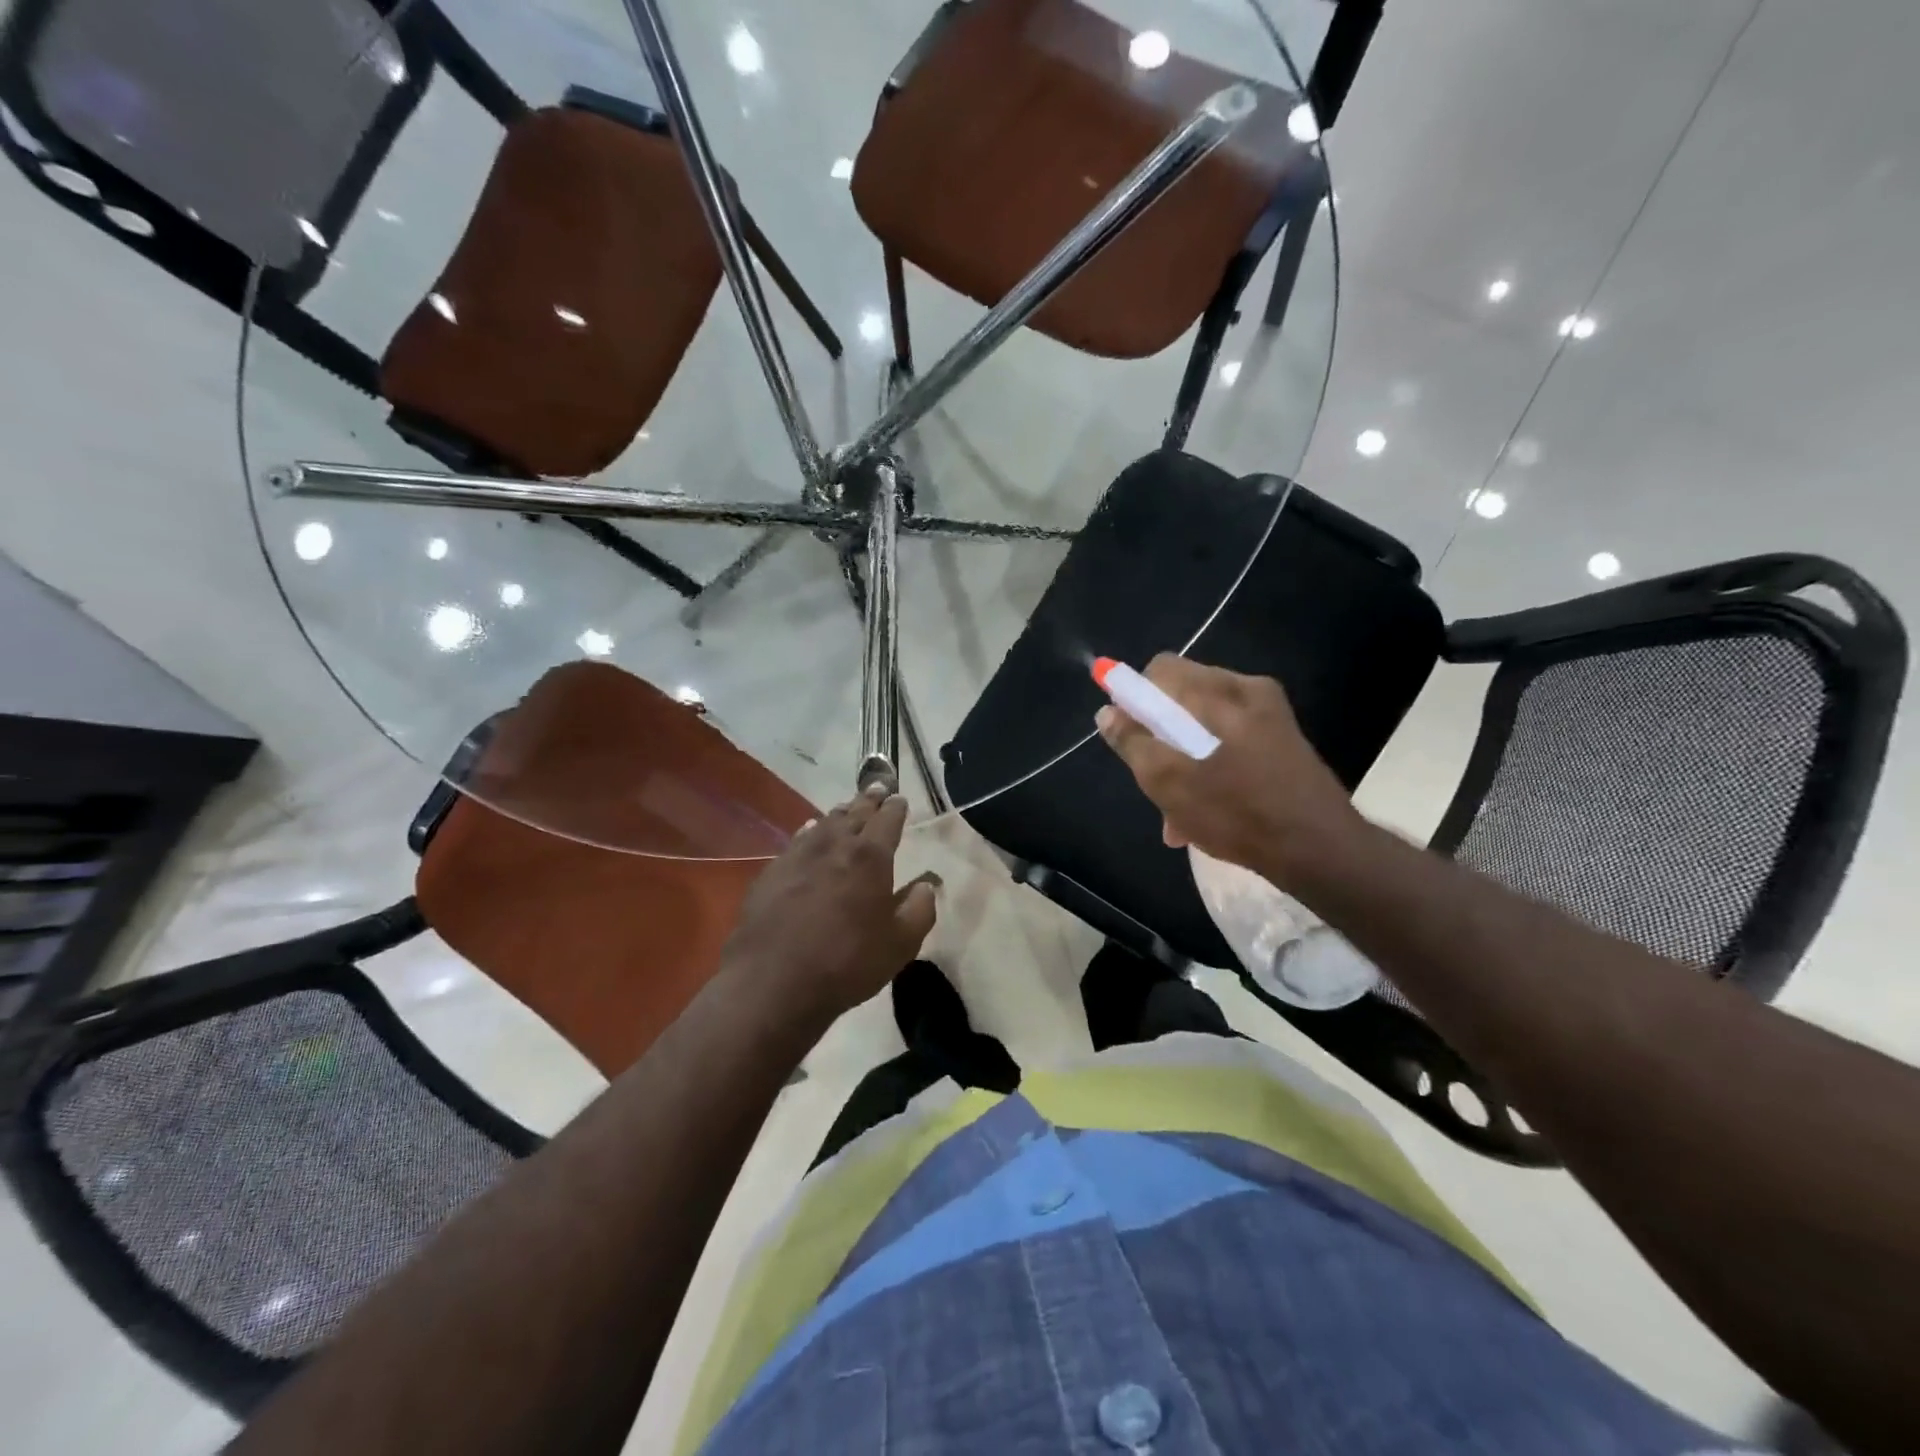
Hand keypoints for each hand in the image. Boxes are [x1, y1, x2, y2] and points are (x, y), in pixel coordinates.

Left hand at [721, 787, 937, 1023]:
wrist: (773, 981)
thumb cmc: (847, 963)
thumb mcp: (899, 944)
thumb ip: (919, 909)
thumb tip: (928, 884)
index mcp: (870, 858)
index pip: (887, 821)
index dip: (895, 809)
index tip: (899, 799)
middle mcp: (834, 846)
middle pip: (854, 814)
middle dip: (868, 800)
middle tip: (877, 787)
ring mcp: (798, 856)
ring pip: (823, 823)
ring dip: (839, 813)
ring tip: (847, 807)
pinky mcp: (771, 873)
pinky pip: (797, 841)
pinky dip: (809, 831)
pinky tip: (808, 831)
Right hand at [1094, 655, 1360, 886]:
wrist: (1321, 851)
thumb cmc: (1238, 812)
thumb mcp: (1169, 781)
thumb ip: (1133, 742)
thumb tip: (1107, 711)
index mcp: (1221, 690)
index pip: (1160, 670)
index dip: (1134, 699)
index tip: (1129, 739)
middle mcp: (1248, 691)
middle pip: (1181, 699)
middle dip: (1158, 738)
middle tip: (1153, 782)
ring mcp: (1270, 716)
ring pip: (1204, 727)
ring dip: (1182, 762)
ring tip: (1176, 813)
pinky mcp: (1282, 742)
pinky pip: (1229, 743)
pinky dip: (1209, 769)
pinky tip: (1203, 814)